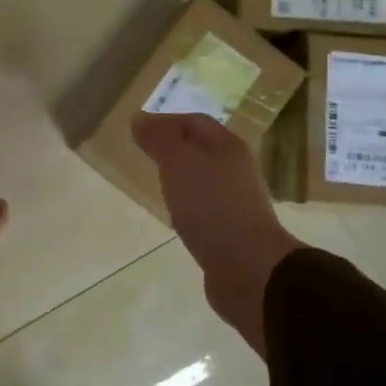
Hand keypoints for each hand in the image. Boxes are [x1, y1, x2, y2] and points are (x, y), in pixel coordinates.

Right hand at [133, 113, 302, 355]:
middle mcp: (235, 169)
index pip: (194, 121)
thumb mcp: (178, 163)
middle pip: (201, 149)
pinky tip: (174, 214)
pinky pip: (204, 207)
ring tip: (155, 181)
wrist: (247, 267)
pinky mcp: (230, 230)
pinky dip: (186, 204)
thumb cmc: (211, 206)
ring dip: (180, 176)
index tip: (138, 131)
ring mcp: (235, 201)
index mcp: (227, 146)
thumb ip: (159, 139)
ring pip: (203, 178)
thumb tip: (139, 118)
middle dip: (173, 148)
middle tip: (144, 154)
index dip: (166, 121)